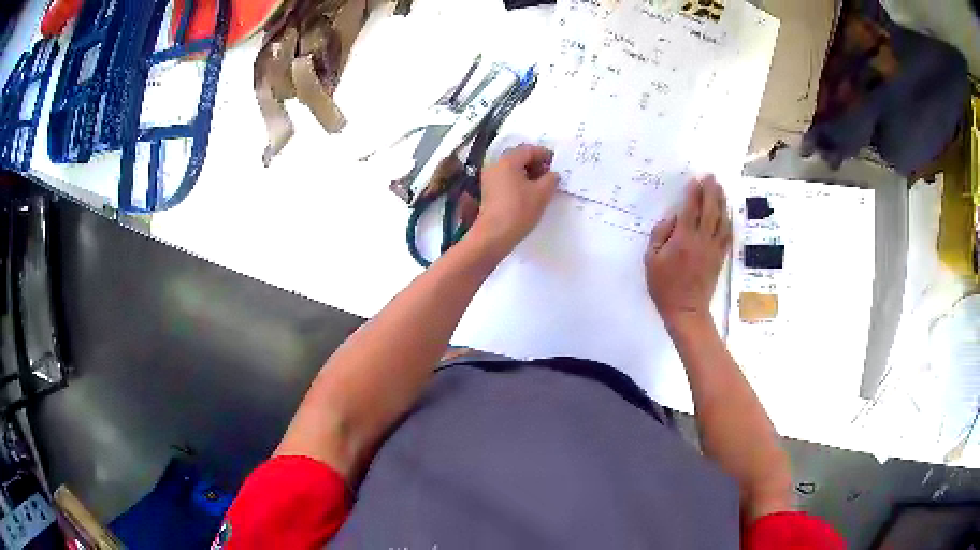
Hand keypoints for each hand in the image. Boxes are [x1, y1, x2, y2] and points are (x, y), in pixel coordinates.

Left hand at [470, 144, 558, 252]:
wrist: (494, 235)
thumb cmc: (519, 211)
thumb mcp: (542, 194)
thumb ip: (551, 179)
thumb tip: (553, 174)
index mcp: (508, 161)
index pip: (529, 149)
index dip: (544, 155)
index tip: (556, 164)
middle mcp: (495, 165)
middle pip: (518, 157)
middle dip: (535, 163)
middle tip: (549, 175)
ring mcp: (489, 178)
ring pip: (512, 168)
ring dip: (527, 173)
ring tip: (541, 186)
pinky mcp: (488, 191)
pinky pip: (506, 179)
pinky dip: (518, 181)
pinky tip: (528, 193)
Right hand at [645, 176, 731, 329]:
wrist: (686, 310)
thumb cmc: (664, 286)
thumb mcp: (651, 260)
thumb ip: (660, 235)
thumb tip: (672, 218)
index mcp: (683, 239)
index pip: (690, 209)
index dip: (694, 193)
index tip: (695, 180)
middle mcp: (701, 240)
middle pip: (710, 210)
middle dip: (711, 192)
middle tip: (712, 177)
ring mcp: (713, 248)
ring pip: (721, 220)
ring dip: (721, 202)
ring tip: (721, 189)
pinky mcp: (719, 257)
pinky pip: (726, 235)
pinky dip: (728, 222)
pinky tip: (727, 214)